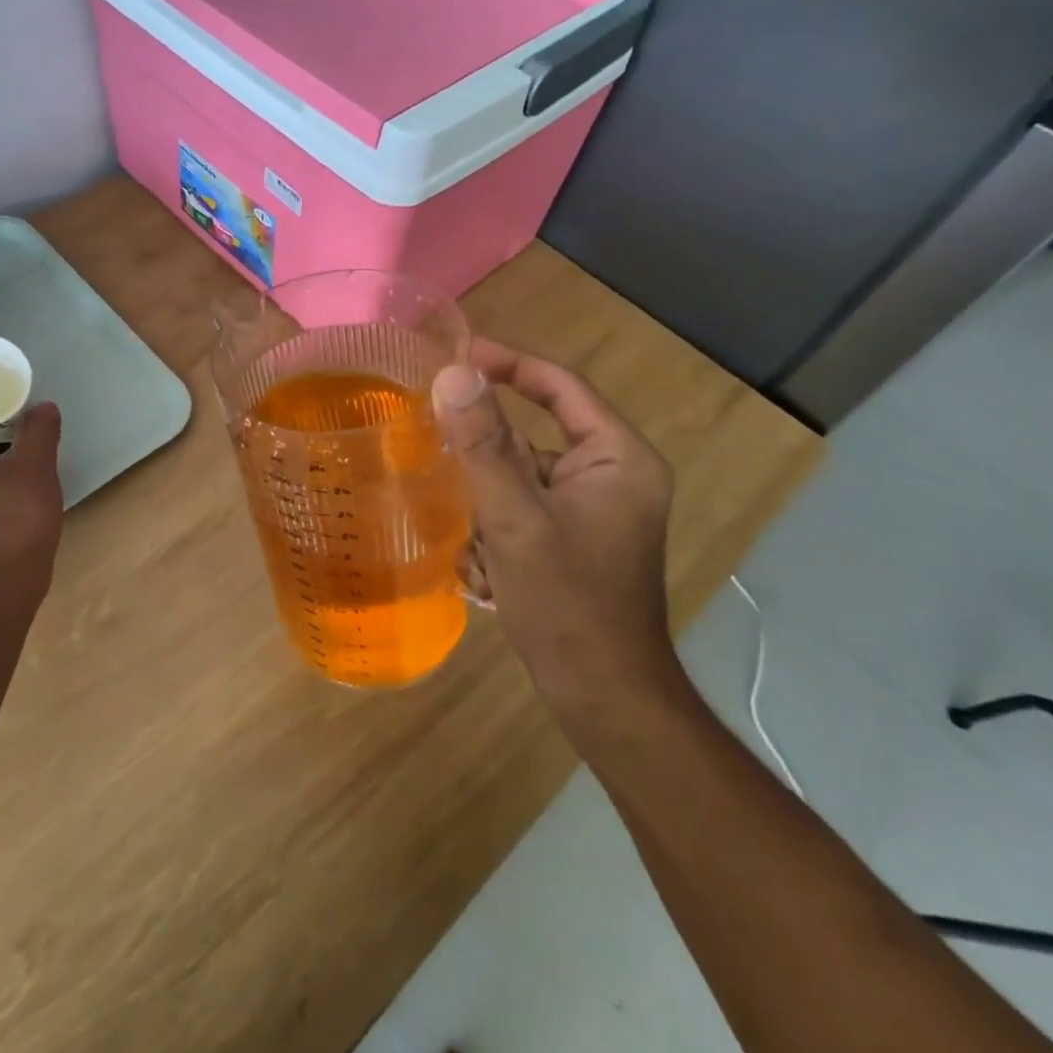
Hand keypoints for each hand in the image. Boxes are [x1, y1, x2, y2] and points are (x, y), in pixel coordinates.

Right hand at [431, 339, 681, 731]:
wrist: (603, 698)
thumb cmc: (568, 605)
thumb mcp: (516, 520)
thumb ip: (483, 445)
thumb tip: (452, 374)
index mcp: (619, 458)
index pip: (561, 387)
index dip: (509, 364)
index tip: (456, 354)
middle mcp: (611, 474)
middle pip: (534, 433)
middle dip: (484, 453)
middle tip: (434, 449)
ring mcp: (592, 508)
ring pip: (520, 474)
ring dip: (485, 498)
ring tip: (467, 537)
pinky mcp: (571, 536)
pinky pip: (521, 506)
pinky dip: (494, 525)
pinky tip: (482, 566)